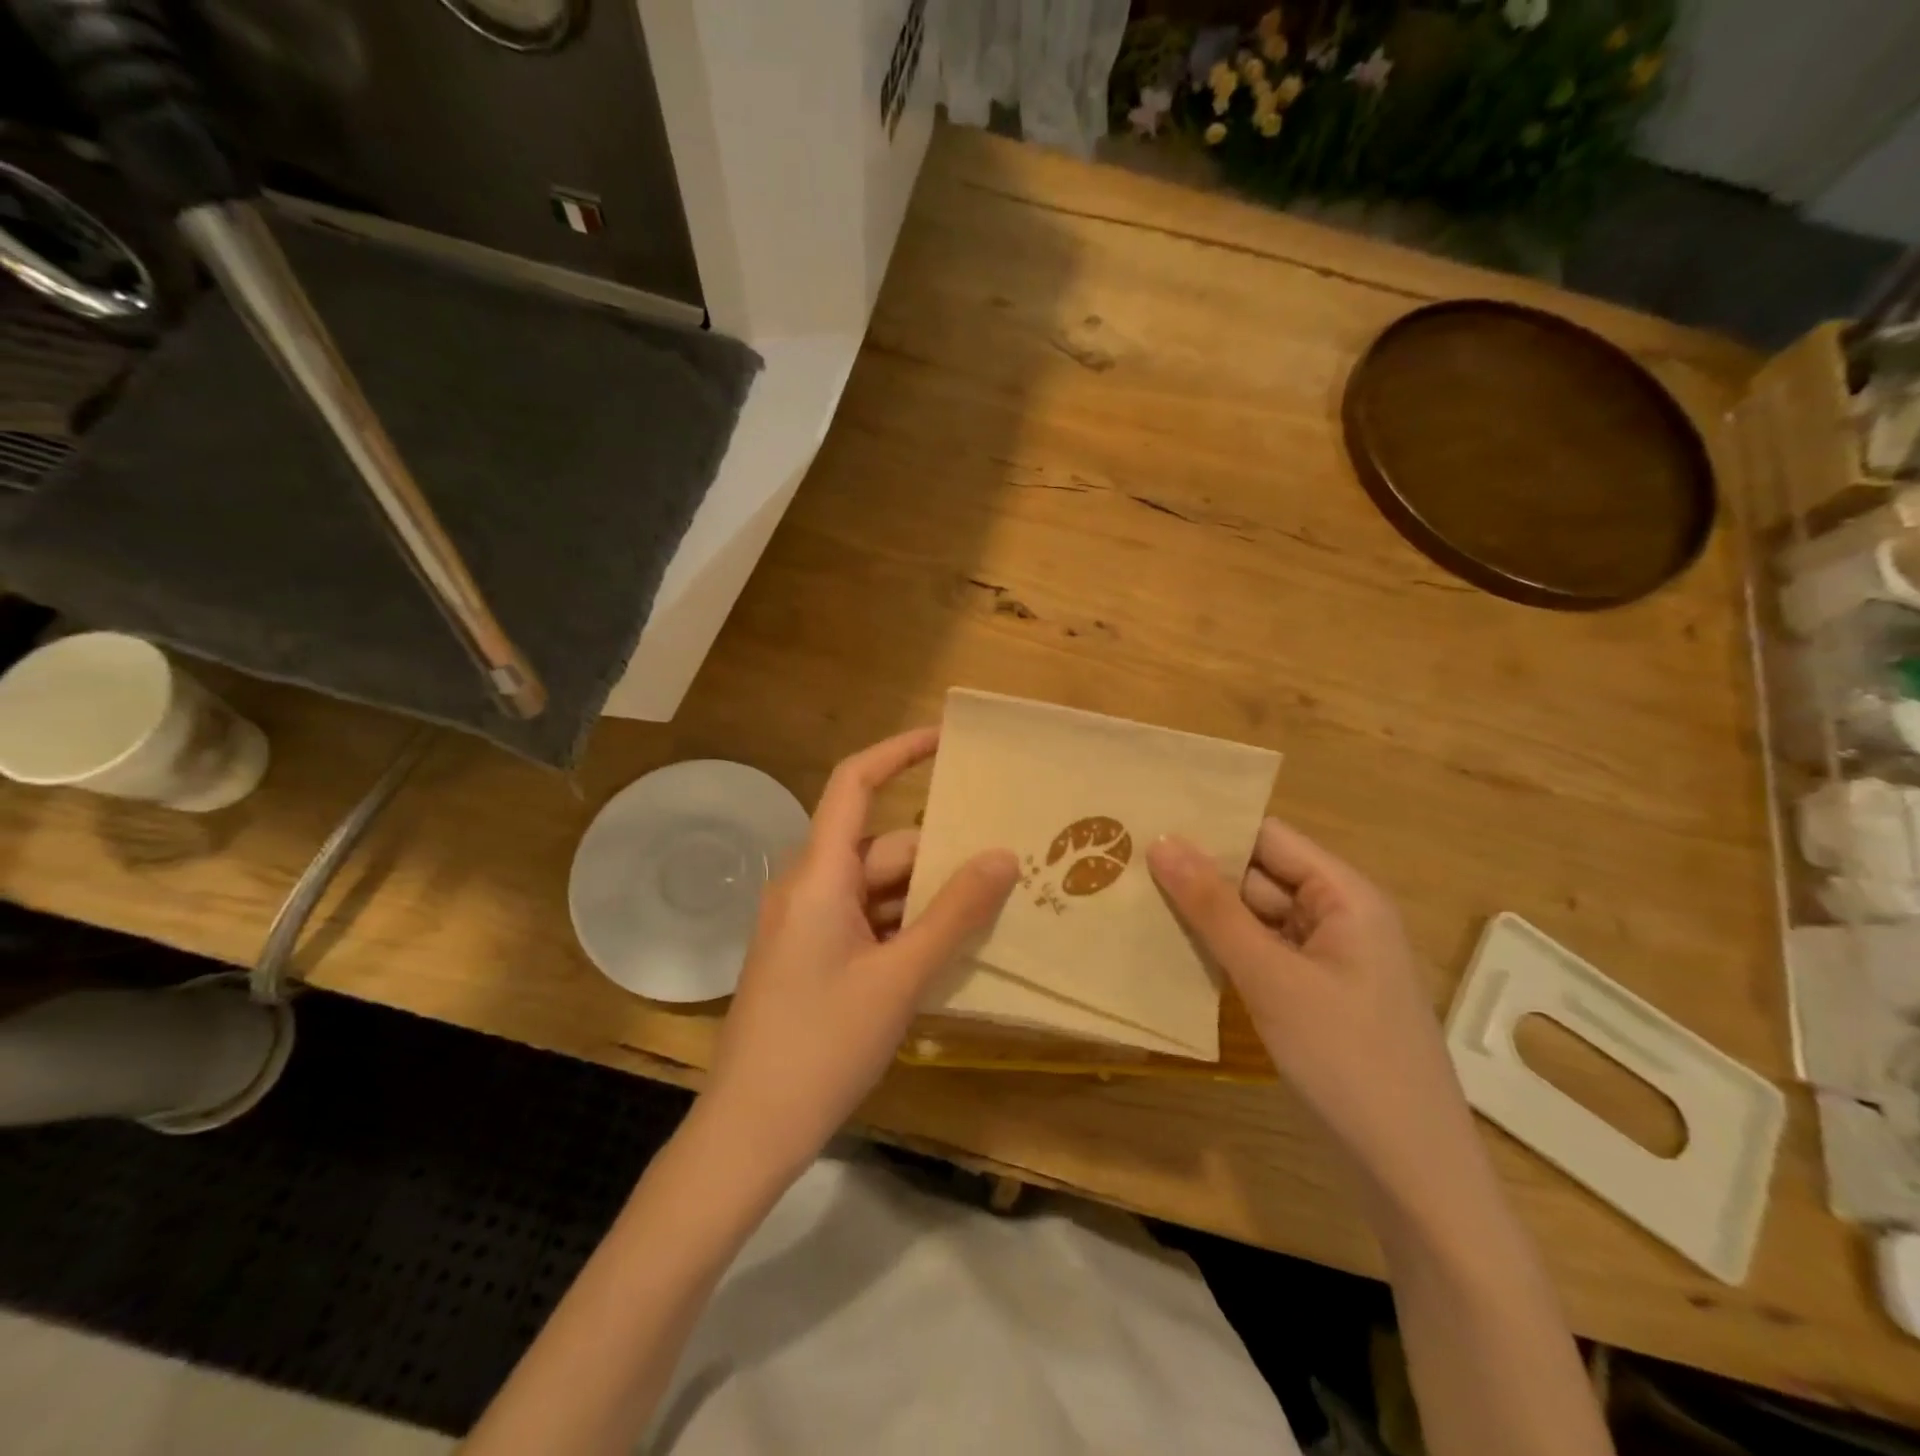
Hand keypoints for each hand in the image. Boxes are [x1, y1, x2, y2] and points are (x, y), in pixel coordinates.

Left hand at [703, 728, 1018, 1177]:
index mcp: (818, 875)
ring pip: (877, 889)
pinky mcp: (809, 957)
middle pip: (881, 847)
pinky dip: (904, 928)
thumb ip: (954, 914)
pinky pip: (865, 921)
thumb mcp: (900, 978)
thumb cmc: (822, 1047)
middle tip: (1005, 870)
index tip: (946, 741)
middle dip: (939, 857)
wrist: (749, 1133)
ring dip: (926, 899)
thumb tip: (1003, 856)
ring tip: (989, 914)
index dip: (898, 752)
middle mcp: (808, 887)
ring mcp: (806, 924)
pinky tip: (946, 954)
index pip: (854, 784)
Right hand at [1147, 820, 1479, 1200]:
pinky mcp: (1311, 994)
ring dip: (1204, 911)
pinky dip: (1220, 948)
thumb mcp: (1272, 978)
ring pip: (1254, 916)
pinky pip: (1259, 953)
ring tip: (1132, 895)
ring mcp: (1324, 958)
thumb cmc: (1347, 1061)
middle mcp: (1337, 915)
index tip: (1145, 820)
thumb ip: (1213, 908)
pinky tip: (1169, 945)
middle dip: (1198, 870)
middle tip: (1123, 860)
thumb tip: (1161, 841)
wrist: (1411, 1175)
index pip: (1267, 837)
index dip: (1210, 827)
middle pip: (1258, 875)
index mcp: (1345, 894)